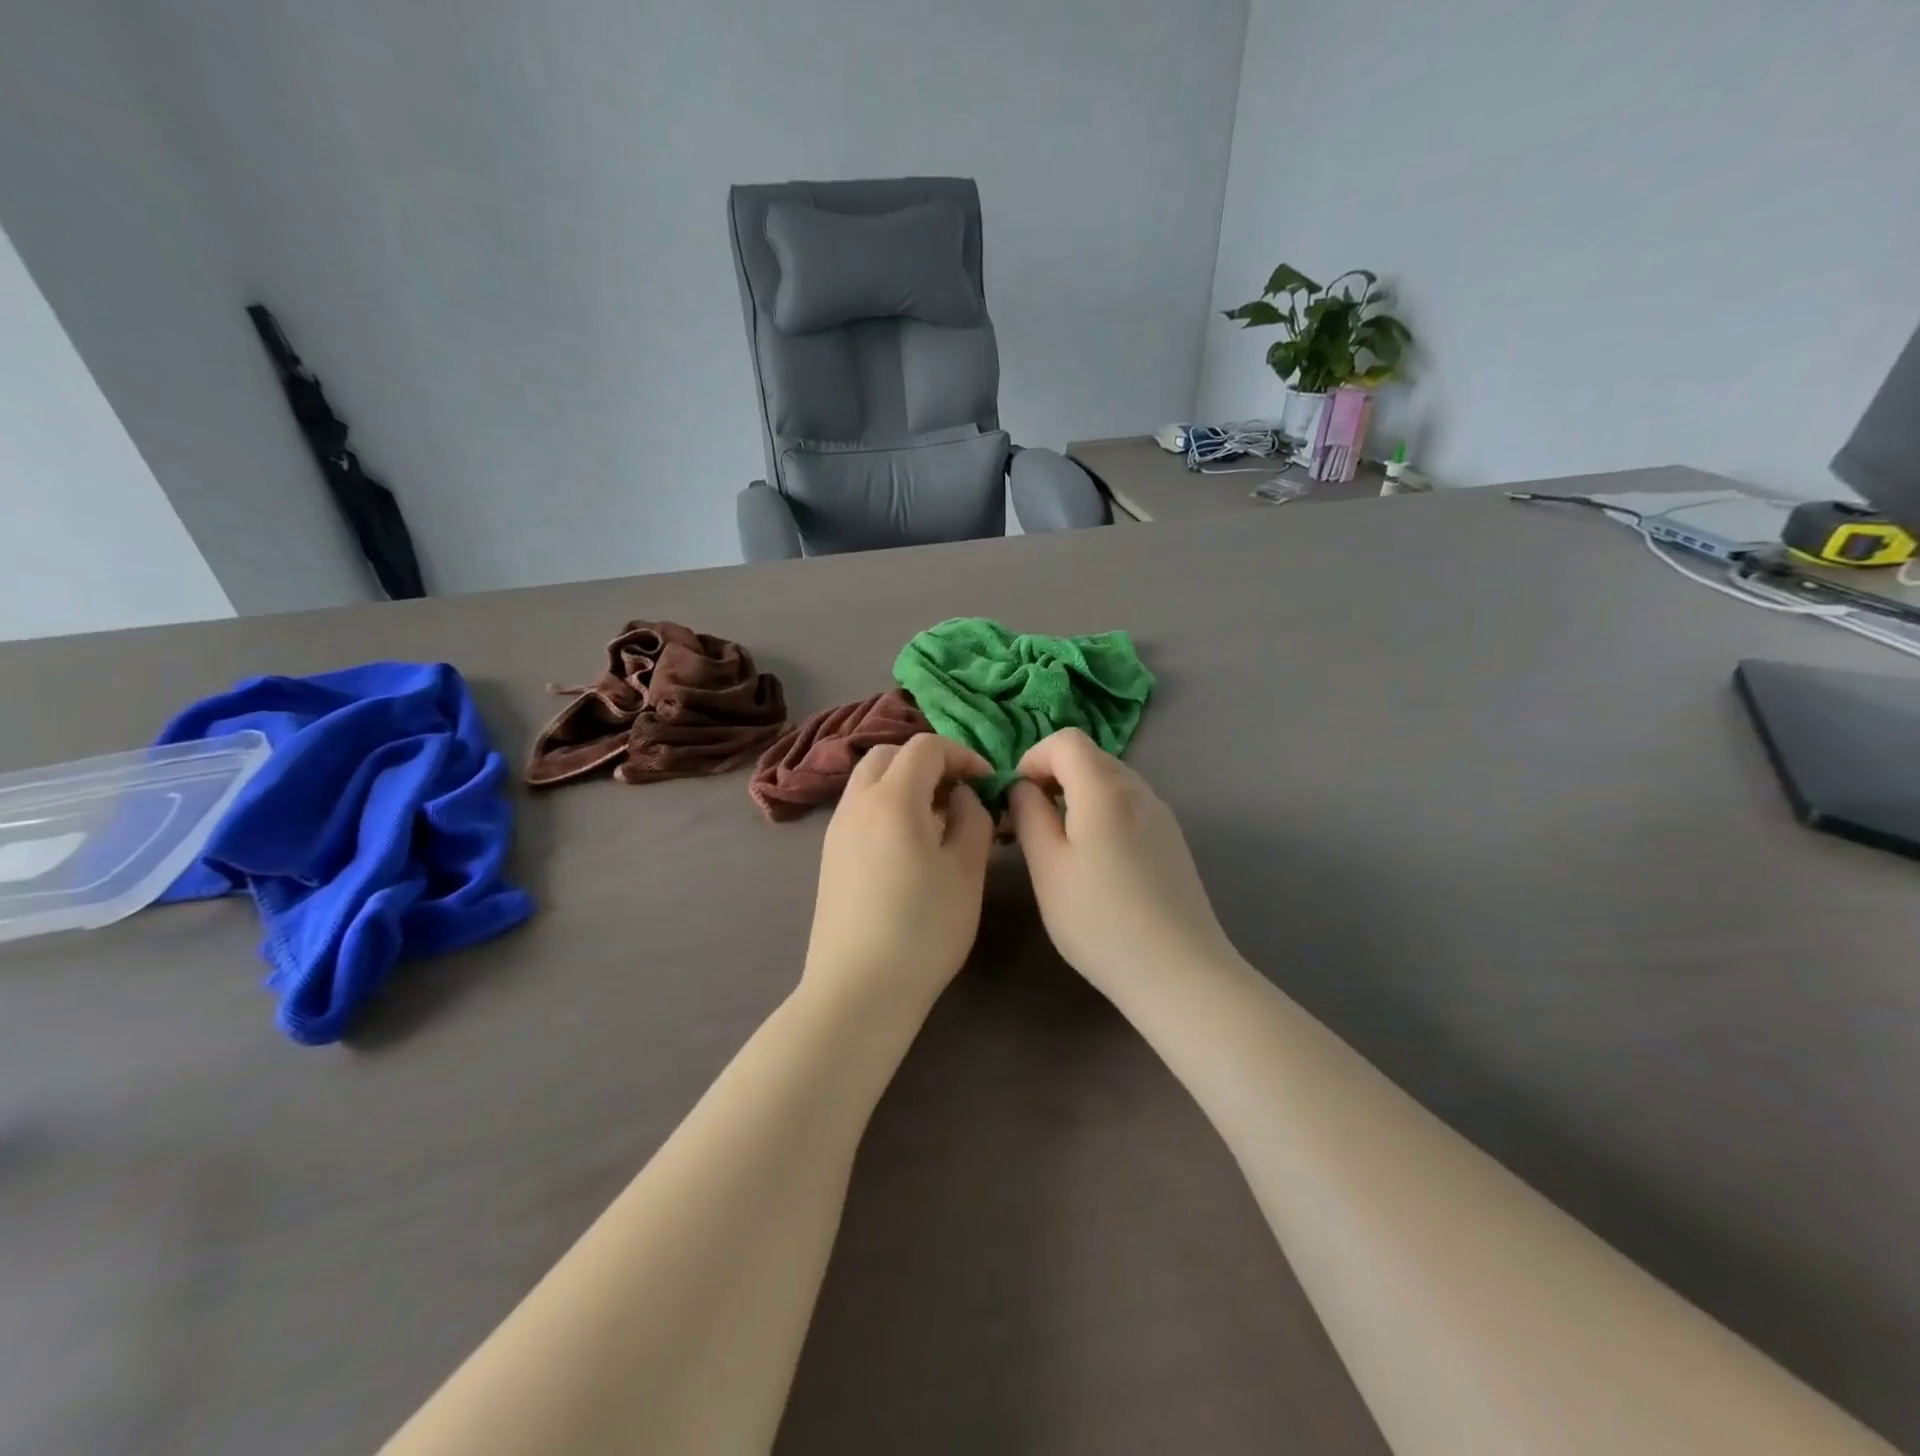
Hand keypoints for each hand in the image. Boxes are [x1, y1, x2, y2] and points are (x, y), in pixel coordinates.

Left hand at [802, 733, 995, 1012]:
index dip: (962, 755)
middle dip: (928, 762)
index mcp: (893, 799)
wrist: (859, 989)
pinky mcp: (829, 855)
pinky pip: (859, 808)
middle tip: (959, 793)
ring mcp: (836, 829)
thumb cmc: (924, 929)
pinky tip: (908, 845)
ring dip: (905, 783)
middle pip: (890, 755)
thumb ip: (973, 819)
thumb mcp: (967, 871)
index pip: (926, 747)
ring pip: (870, 781)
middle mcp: (857, 803)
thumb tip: (962, 796)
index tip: (986, 782)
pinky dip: (886, 805)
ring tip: (937, 820)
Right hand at [1007, 728, 1238, 997]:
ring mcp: (1161, 814)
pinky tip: (1096, 862)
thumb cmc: (1100, 920)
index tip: (1016, 798)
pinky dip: (1102, 814)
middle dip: (1052, 777)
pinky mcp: (1172, 840)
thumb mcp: (1047, 868)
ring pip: (1110, 782)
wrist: (1179, 972)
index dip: (1033, 758)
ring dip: (1077, 796)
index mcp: (1104, 789)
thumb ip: (1029, 815)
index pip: (1065, 740)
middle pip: (1089, 757)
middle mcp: (1138, 790)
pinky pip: (1128, 806)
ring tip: (1059, 845)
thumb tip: (1022, 788)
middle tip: (1029, 822)